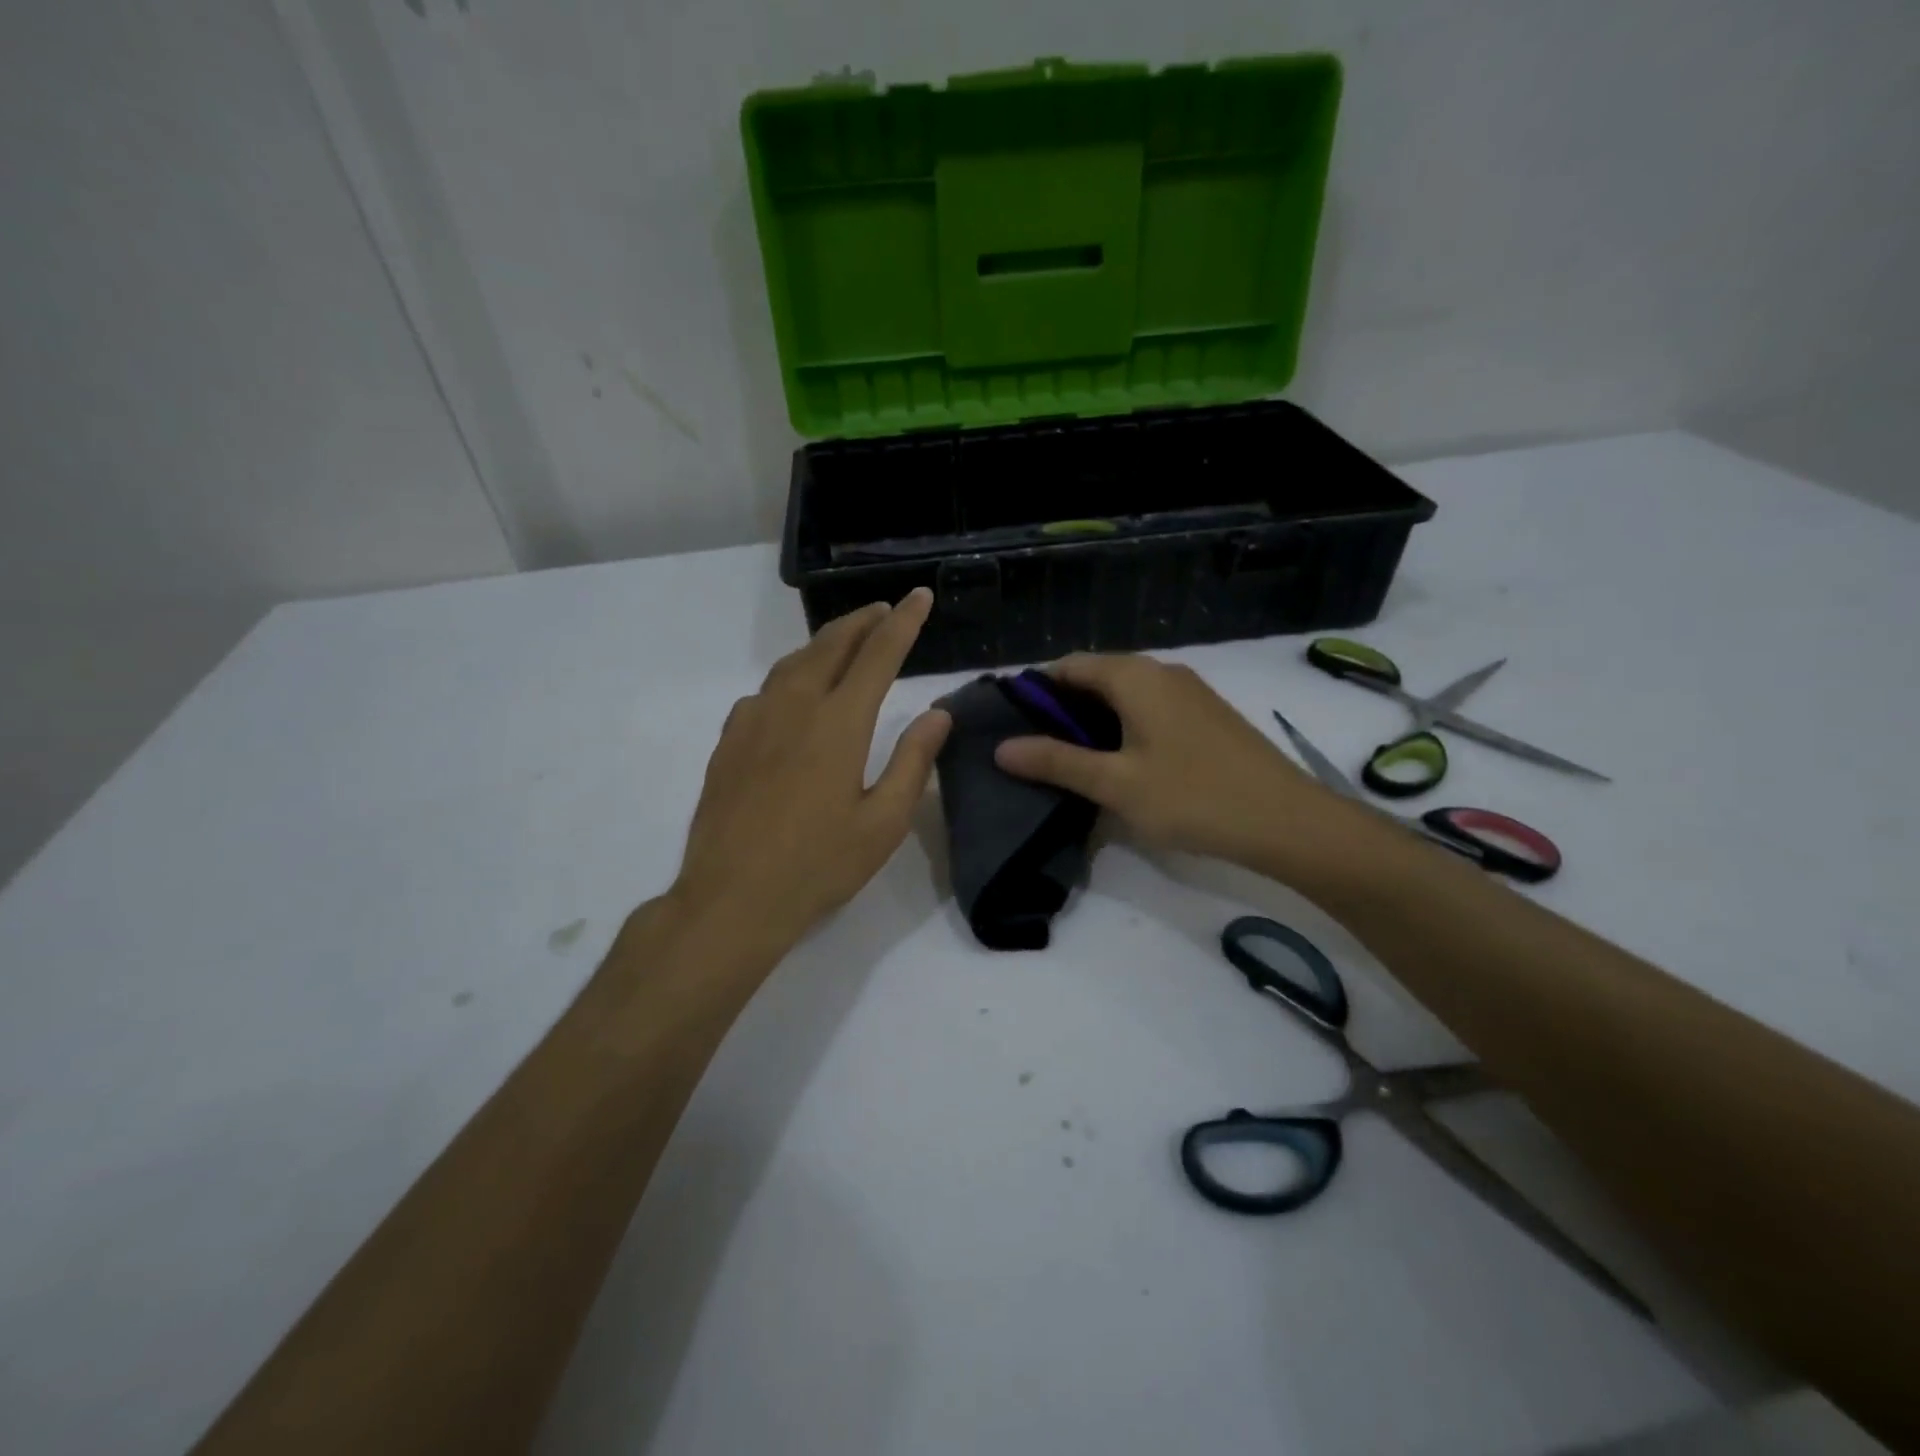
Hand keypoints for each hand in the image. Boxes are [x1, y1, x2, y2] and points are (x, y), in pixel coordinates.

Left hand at [668, 589, 950, 959]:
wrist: (732, 897)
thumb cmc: (818, 865)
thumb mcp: (883, 822)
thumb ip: (912, 762)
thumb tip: (937, 715)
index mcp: (839, 723)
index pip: (878, 654)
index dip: (903, 622)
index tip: (919, 596)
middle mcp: (794, 707)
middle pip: (831, 645)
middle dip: (861, 622)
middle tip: (883, 610)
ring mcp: (754, 721)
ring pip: (793, 663)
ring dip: (824, 643)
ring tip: (845, 641)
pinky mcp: (728, 741)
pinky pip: (764, 692)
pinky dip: (790, 677)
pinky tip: (793, 695)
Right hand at [993, 653, 1374, 873]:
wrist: (1286, 821)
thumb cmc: (1193, 797)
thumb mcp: (1115, 783)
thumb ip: (1057, 762)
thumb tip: (1002, 748)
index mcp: (1135, 677)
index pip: (1070, 665)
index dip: (1036, 689)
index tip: (1010, 722)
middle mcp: (1162, 672)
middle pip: (1097, 676)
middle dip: (1062, 707)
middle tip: (1034, 748)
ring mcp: (1190, 693)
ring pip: (1125, 694)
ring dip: (1093, 719)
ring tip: (1069, 760)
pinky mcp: (1206, 716)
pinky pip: (1150, 709)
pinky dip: (1124, 726)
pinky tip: (1119, 763)